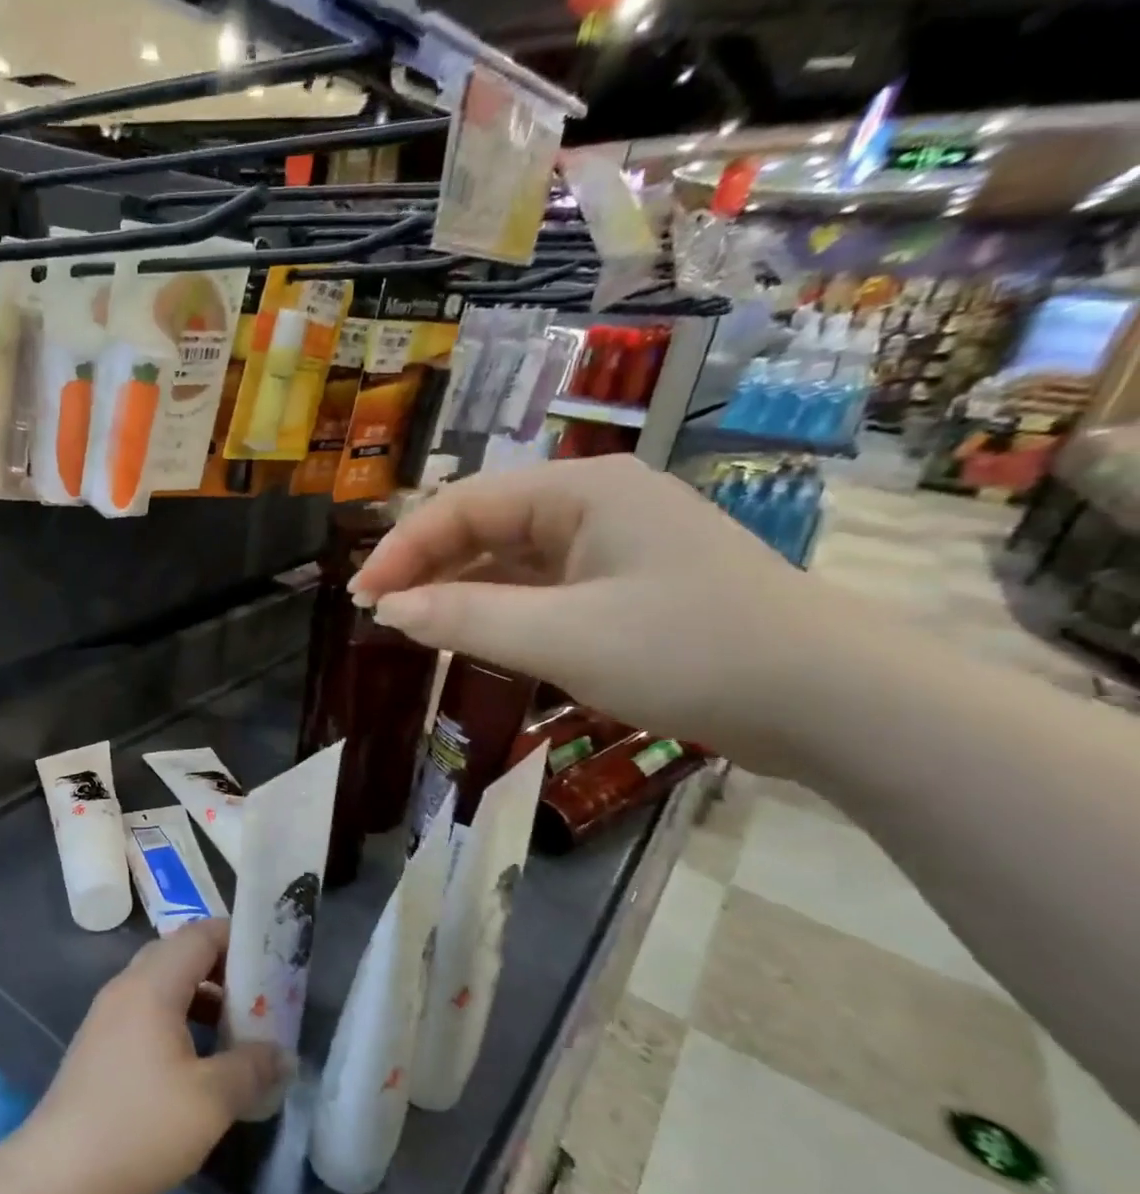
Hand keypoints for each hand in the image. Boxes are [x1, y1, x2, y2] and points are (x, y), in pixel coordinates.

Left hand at [18, 920, 286, 1193]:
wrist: (56, 1178)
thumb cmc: (139, 1128)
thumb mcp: (211, 1100)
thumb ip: (252, 1068)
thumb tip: (283, 1055)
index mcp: (152, 984)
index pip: (199, 934)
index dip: (237, 937)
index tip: (271, 958)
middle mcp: (126, 987)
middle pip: (179, 953)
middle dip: (222, 966)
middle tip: (259, 994)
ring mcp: (107, 1015)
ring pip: (162, 983)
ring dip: (200, 995)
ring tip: (235, 1028)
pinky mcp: (99, 1044)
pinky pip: (146, 1010)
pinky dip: (177, 1017)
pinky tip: (196, 1059)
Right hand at [350, 455, 845, 768]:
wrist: (831, 702)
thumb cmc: (690, 653)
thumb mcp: (562, 638)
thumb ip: (465, 619)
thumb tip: (386, 609)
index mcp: (583, 490)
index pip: (465, 504)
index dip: (404, 548)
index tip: (362, 598)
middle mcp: (598, 503)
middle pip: (487, 525)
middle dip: (428, 566)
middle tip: (381, 614)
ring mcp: (618, 545)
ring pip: (514, 558)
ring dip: (462, 590)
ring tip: (415, 627)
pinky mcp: (631, 586)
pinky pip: (545, 587)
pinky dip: (503, 609)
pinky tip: (477, 636)